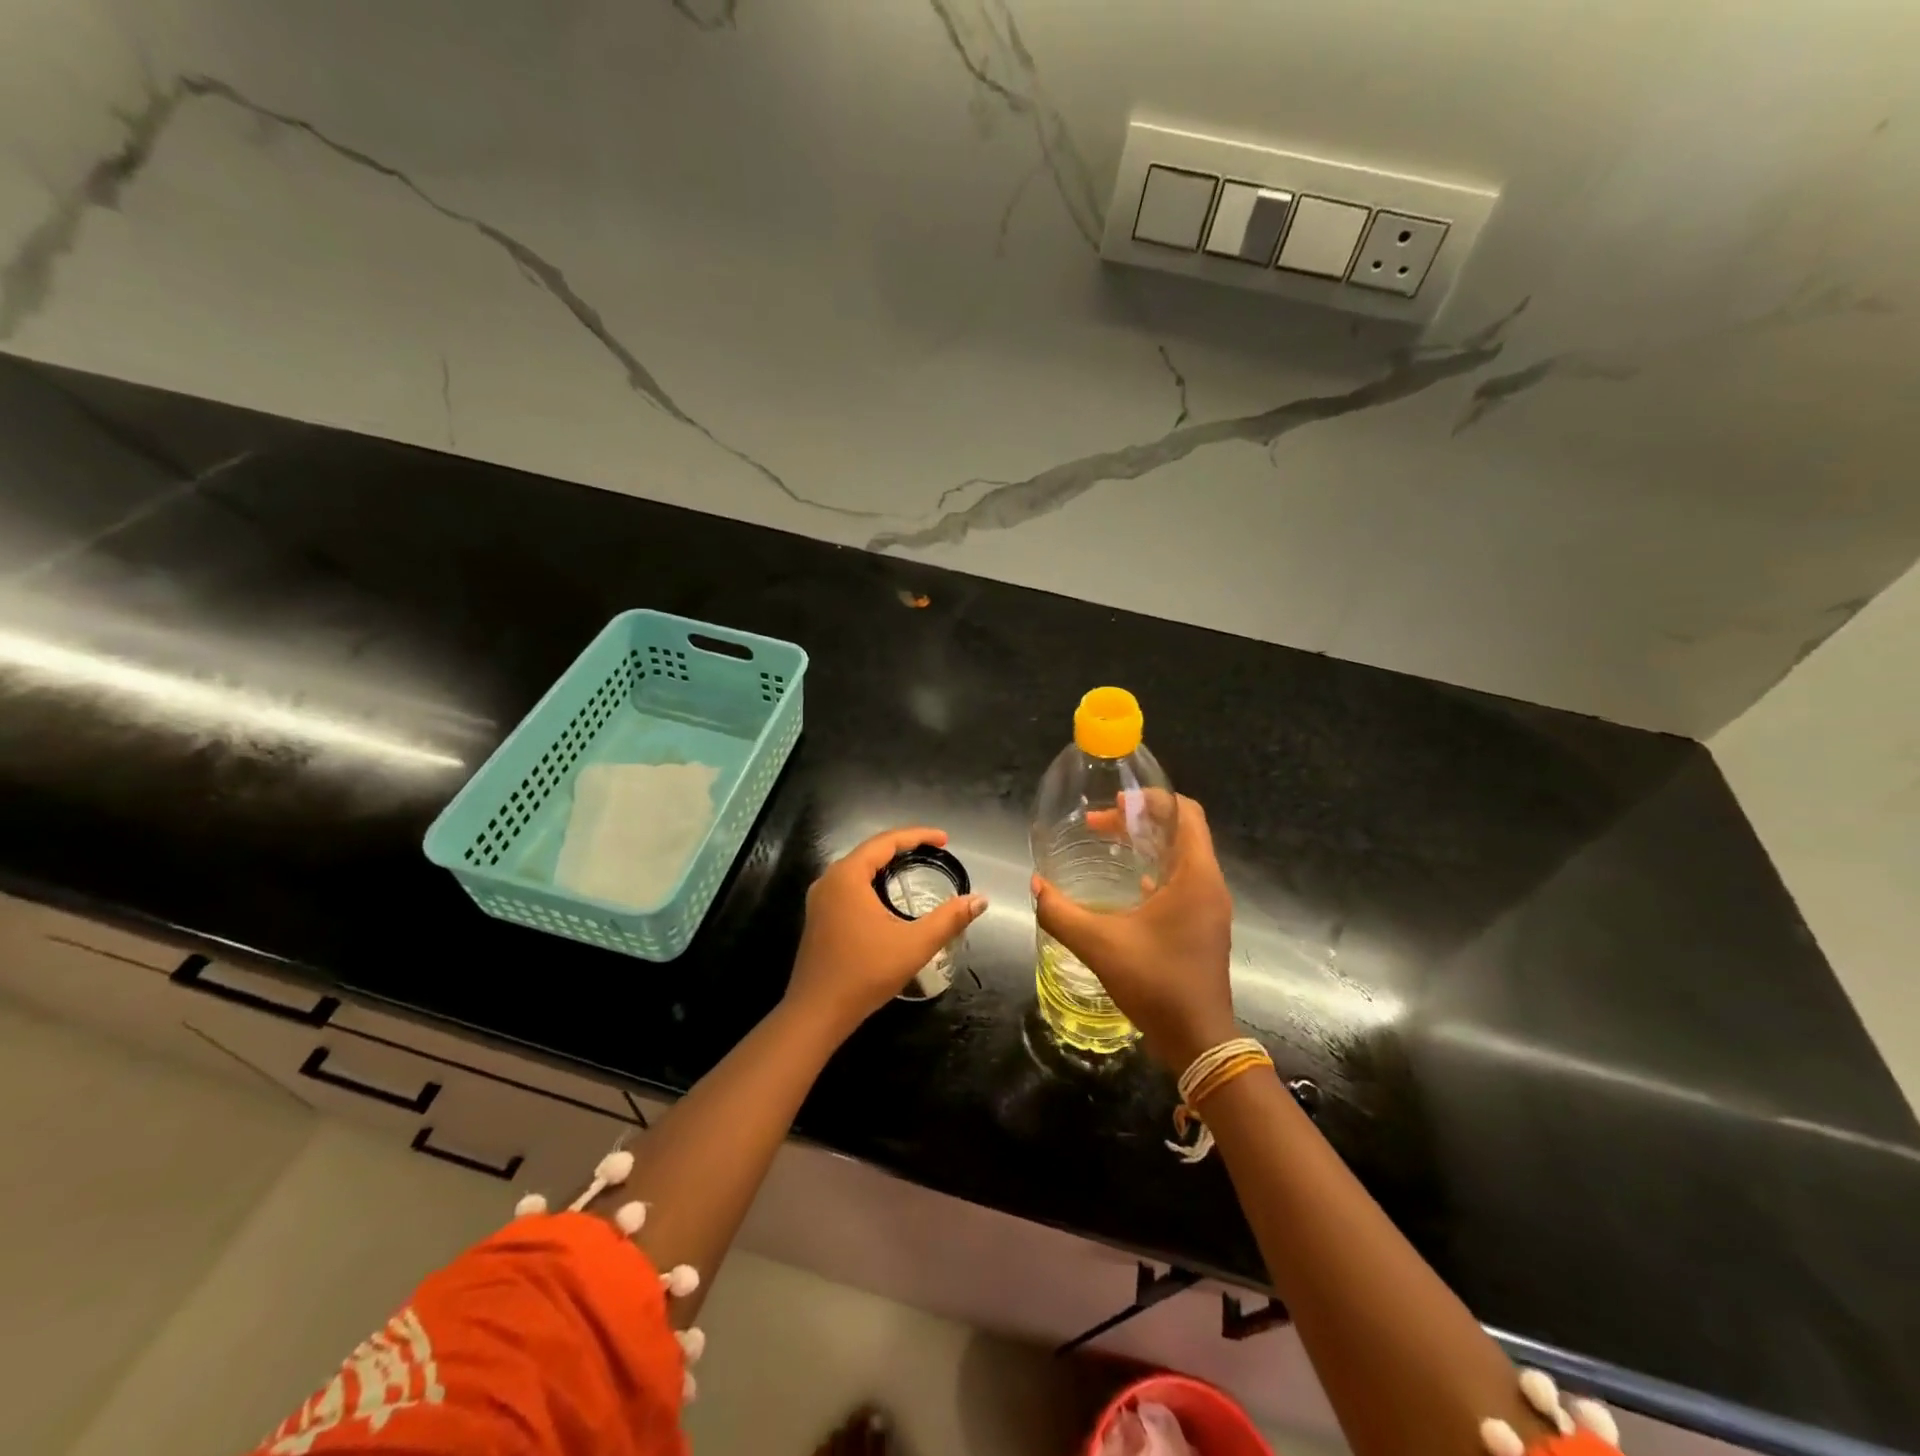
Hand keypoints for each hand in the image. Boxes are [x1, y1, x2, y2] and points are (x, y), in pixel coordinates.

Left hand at [787, 826, 986, 1038]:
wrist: (817, 1012)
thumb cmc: (865, 973)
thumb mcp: (914, 944)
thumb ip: (949, 919)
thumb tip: (980, 900)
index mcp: (848, 876)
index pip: (886, 841)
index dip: (918, 835)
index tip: (945, 839)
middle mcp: (829, 880)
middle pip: (870, 850)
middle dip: (903, 846)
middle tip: (934, 850)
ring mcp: (820, 899)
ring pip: (858, 868)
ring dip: (886, 863)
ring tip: (914, 865)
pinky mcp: (818, 917)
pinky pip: (849, 885)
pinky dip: (873, 880)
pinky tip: (887, 894)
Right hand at [1033, 794, 1235, 1070]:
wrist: (1198, 1039)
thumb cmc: (1156, 982)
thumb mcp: (1100, 944)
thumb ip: (1061, 912)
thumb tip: (1036, 886)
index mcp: (1195, 876)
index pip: (1185, 812)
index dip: (1151, 799)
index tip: (1114, 802)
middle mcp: (1209, 884)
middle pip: (1182, 830)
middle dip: (1141, 820)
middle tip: (1099, 824)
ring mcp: (1210, 907)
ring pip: (1182, 856)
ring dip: (1148, 845)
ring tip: (1109, 846)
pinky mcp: (1204, 926)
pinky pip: (1182, 881)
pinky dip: (1155, 871)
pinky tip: (1126, 886)